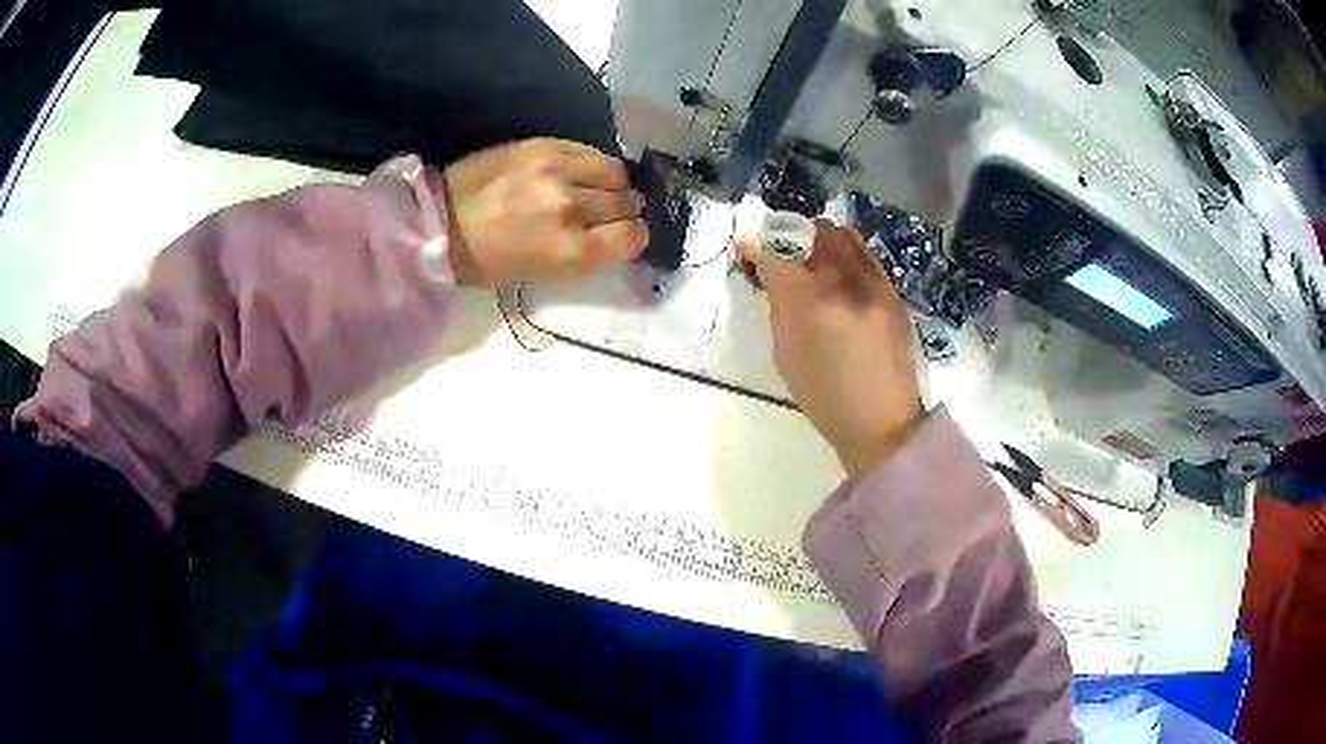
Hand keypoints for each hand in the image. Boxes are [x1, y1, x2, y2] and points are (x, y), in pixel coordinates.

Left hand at [440, 138, 647, 285]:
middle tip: (605, 212)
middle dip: (622, 210)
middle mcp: (571, 208)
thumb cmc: (487, 261)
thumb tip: (619, 232)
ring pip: (615, 172)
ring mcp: (556, 171)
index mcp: (569, 252)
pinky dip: (591, 163)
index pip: (632, 237)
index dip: (633, 236)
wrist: (439, 221)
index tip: (624, 234)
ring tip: (593, 188)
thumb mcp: (542, 274)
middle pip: (627, 202)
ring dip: (611, 183)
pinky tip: (576, 171)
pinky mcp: (543, 145)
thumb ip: (586, 253)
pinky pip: (590, 150)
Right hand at [738, 221, 923, 477]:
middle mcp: (847, 285)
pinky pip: (865, 257)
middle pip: (817, 234)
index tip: (747, 245)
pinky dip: (845, 253)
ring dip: (822, 238)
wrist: (883, 421)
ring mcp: (876, 286)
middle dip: (793, 232)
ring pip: (845, 238)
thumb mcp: (787, 355)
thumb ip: (779, 306)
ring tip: (810, 253)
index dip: (758, 246)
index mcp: (812, 306)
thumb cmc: (825, 398)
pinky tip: (837, 271)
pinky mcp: (894, 294)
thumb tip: (770, 272)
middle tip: (781, 244)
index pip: (779, 257)